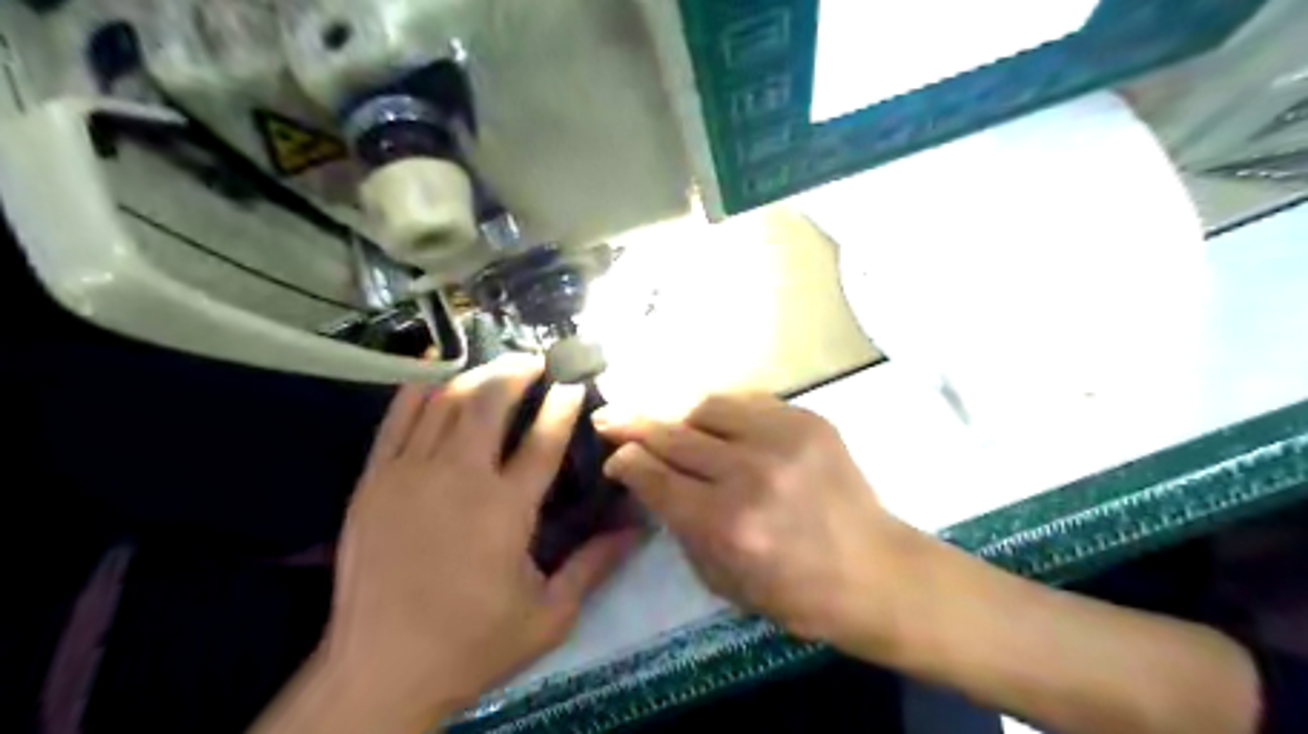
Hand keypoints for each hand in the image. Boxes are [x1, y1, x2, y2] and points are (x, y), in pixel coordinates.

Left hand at [321, 356, 640, 726]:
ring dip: (476, 377)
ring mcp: (409, 474)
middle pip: (490, 402)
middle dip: (516, 371)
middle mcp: (458, 478)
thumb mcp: (550, 615)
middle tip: (535, 360)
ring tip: (496, 370)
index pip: (543, 438)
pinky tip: (440, 385)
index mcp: (505, 509)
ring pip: (445, 401)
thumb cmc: (472, 644)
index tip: (574, 381)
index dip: (563, 403)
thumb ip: (595, 564)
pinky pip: (398, 417)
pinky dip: (422, 392)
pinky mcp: (373, 480)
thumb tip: (638, 527)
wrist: (379, 673)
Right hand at [597, 394, 910, 650]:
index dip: (624, 461)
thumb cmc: (796, 593)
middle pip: (672, 434)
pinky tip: (713, 422)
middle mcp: (749, 473)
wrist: (875, 571)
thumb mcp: (721, 581)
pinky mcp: (808, 420)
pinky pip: (746, 402)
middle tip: (609, 417)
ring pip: (705, 406)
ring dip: (677, 414)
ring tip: (665, 421)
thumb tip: (650, 482)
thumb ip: (680, 527)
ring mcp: (782, 439)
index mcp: (725, 524)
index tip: (612, 456)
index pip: (653, 475)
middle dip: (633, 425)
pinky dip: (721, 411)